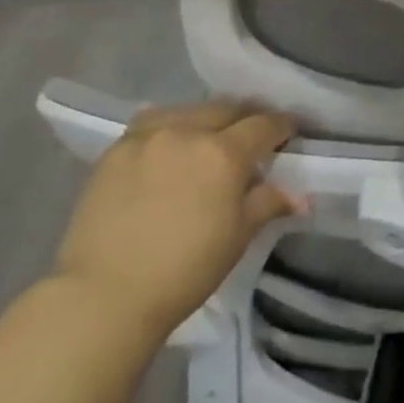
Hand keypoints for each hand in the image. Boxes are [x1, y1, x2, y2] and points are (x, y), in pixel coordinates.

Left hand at [55, 101, 300, 340]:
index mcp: (223, 153)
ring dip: (207, 119)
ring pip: (187, 110)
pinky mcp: (114, 150)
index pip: (264, 125)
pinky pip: (151, 124)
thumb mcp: (238, 236)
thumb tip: (298, 196)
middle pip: (226, 108)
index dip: (282, 126)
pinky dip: (170, 128)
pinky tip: (170, 146)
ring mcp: (146, 137)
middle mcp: (186, 132)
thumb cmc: (185, 269)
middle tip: (254, 136)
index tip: (290, 132)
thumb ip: (268, 204)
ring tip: (210, 138)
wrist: (105, 293)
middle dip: (246, 117)